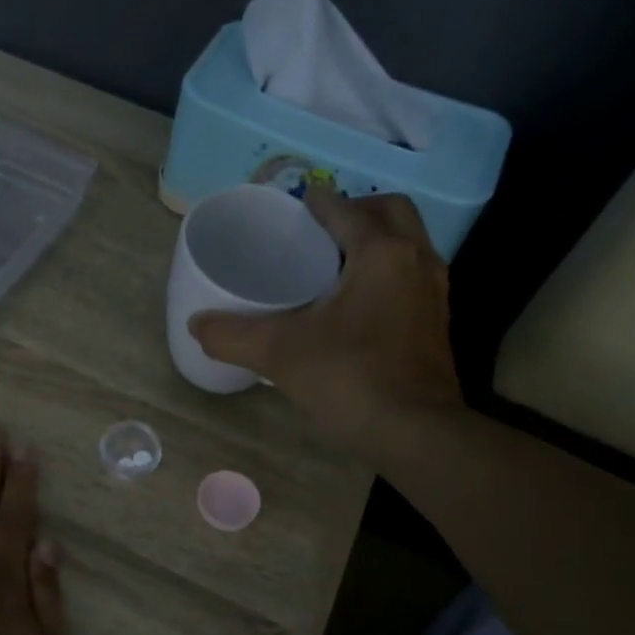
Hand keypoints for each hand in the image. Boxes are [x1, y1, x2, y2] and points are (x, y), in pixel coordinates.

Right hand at [189, 183, 463, 461]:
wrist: (415, 433)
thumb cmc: (350, 379)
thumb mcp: (280, 354)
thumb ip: (233, 336)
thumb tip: (197, 325)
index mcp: (380, 252)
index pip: (346, 209)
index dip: (317, 202)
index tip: (294, 205)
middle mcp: (416, 260)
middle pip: (391, 212)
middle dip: (357, 211)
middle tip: (320, 232)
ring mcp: (434, 292)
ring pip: (408, 244)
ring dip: (376, 241)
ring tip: (336, 265)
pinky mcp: (437, 323)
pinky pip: (412, 276)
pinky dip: (387, 272)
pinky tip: (357, 304)